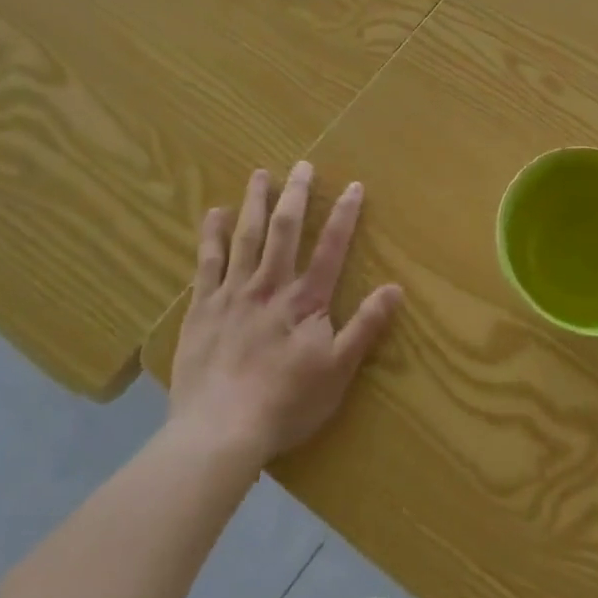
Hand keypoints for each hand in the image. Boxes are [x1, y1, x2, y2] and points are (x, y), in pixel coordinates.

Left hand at [168, 163, 402, 463]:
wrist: (218, 432)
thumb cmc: (285, 403)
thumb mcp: (338, 371)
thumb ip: (366, 326)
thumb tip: (395, 288)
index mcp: (304, 300)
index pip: (331, 248)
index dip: (344, 215)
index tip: (353, 185)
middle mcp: (269, 286)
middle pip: (285, 231)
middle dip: (296, 196)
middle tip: (302, 165)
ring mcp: (231, 295)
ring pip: (245, 238)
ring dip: (254, 203)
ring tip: (260, 174)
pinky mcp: (201, 310)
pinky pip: (206, 263)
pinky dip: (211, 236)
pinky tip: (212, 214)